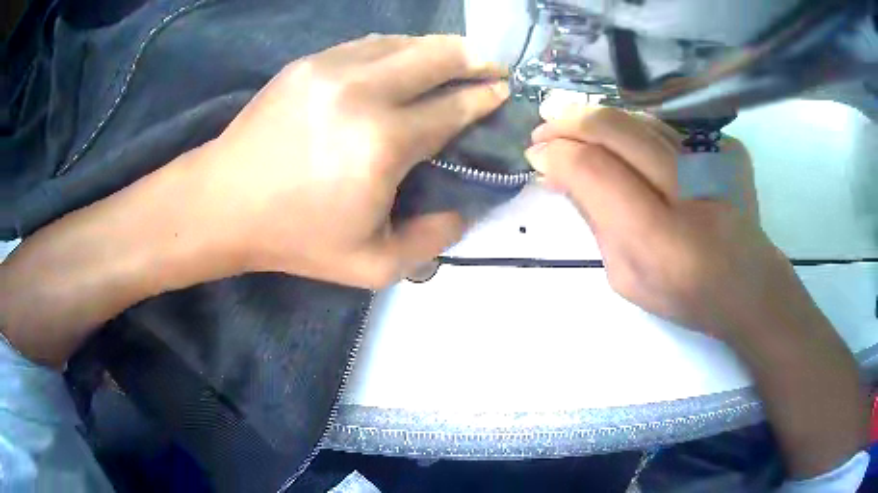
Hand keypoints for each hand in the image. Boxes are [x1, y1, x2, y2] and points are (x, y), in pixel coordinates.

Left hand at [194, 34, 508, 287]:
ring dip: (438, 47)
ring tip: (457, 57)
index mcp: (383, 143)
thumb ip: (430, 241)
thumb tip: (463, 210)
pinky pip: (368, 45)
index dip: (483, 97)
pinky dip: (397, 48)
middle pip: (437, 57)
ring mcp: (331, 69)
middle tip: (493, 64)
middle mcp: (363, 92)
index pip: (452, 108)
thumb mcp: (372, 265)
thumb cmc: (295, 237)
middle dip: (474, 58)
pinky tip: (405, 58)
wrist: (224, 203)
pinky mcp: (307, 64)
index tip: (504, 91)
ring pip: (403, 42)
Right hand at [525, 104, 788, 340]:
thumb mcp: (625, 276)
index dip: (558, 154)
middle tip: (544, 127)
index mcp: (661, 240)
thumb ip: (593, 219)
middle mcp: (691, 190)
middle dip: (570, 122)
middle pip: (615, 129)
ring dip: (599, 119)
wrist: (749, 285)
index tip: (536, 154)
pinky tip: (624, 143)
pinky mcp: (728, 148)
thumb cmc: (685, 295)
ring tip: (573, 125)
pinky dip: (636, 130)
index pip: (595, 170)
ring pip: (640, 119)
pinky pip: (668, 128)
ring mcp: (715, 161)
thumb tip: (558, 171)